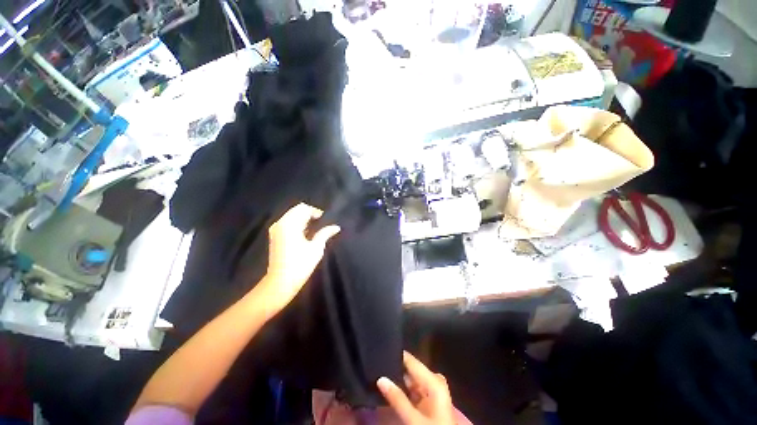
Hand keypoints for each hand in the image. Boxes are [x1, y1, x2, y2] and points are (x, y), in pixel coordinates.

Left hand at [261, 203, 340, 307]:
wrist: (280, 282)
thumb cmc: (300, 265)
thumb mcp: (316, 248)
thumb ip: (325, 234)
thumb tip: (336, 227)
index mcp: (290, 224)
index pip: (303, 208)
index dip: (315, 211)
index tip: (324, 220)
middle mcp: (280, 223)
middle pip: (296, 210)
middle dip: (309, 214)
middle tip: (320, 224)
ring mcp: (275, 229)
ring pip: (291, 215)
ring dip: (303, 219)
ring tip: (314, 229)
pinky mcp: (274, 236)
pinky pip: (287, 222)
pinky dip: (296, 224)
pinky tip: (304, 233)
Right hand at [377, 351, 455, 424]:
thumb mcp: (413, 419)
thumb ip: (397, 399)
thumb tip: (380, 379)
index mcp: (434, 380)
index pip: (412, 361)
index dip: (397, 356)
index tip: (382, 353)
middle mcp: (435, 382)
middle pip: (411, 370)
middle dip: (396, 370)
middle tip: (378, 369)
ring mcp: (434, 393)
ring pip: (412, 382)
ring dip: (398, 382)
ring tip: (381, 377)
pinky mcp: (431, 403)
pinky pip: (414, 391)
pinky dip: (404, 391)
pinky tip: (391, 392)